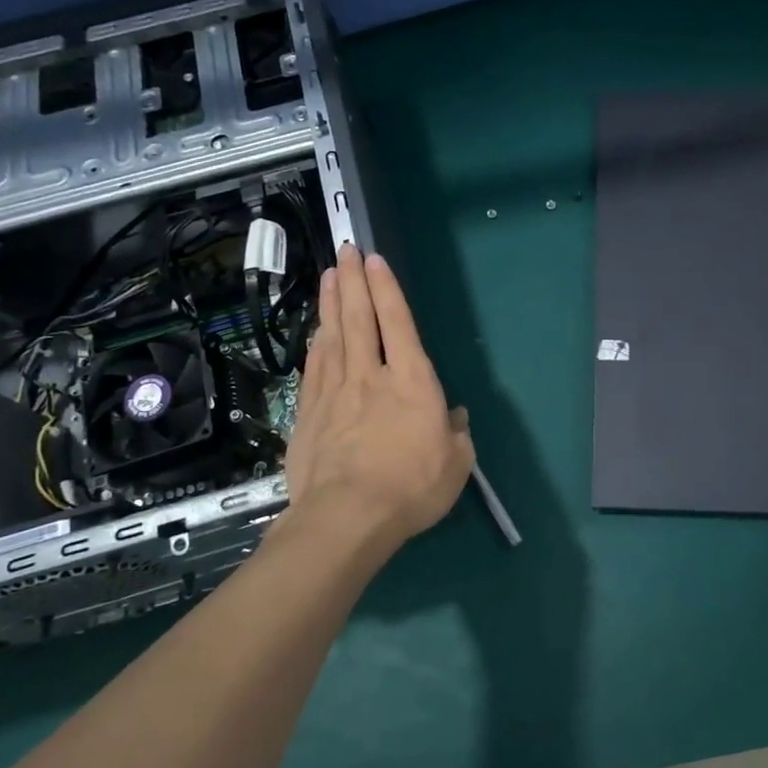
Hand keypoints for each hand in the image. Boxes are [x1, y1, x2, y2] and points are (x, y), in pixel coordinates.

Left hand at [282, 244, 474, 551]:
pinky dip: (316, 342)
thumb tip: (455, 418)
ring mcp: (335, 391)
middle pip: (358, 318)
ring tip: (328, 275)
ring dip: (330, 302)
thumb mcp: (455, 465)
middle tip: (345, 250)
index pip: (397, 323)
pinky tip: (315, 331)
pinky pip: (314, 366)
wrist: (346, 517)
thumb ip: (457, 435)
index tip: (374, 260)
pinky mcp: (310, 412)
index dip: (386, 289)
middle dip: (351, 280)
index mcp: (412, 382)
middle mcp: (371, 375)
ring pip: (332, 335)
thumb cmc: (411, 488)